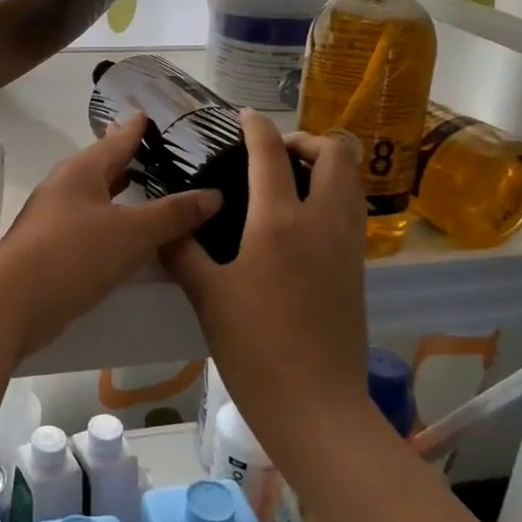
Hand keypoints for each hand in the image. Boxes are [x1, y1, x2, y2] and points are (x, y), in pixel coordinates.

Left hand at [0, 113, 221, 357]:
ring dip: (120, 193)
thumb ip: (173, 214)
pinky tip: (128, 236)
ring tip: (149, 188)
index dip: (137, 128)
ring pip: (96, 197)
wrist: (12, 303)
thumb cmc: (73, 254)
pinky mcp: (52, 248)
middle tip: (161, 153)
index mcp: (82, 171)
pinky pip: (90, 225)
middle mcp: (65, 187)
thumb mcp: (132, 233)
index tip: (153, 114)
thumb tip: (214, 195)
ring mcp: (55, 218)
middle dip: (129, 159)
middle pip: (103, 165)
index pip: (117, 139)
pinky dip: (112, 222)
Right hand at [163, 112, 372, 454]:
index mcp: (279, 223)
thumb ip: (182, 252)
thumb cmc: (254, 348)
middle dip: (306, 139)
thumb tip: (165, 225)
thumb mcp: (206, 296)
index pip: (270, 154)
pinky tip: (298, 220)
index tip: (243, 116)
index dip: (256, 127)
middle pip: (337, 153)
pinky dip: (331, 195)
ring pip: (351, 181)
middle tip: (272, 153)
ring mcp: (346, 246)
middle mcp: (322, 223)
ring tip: (286, 180)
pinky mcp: (357, 269)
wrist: (316, 406)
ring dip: (324, 165)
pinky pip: (351, 210)